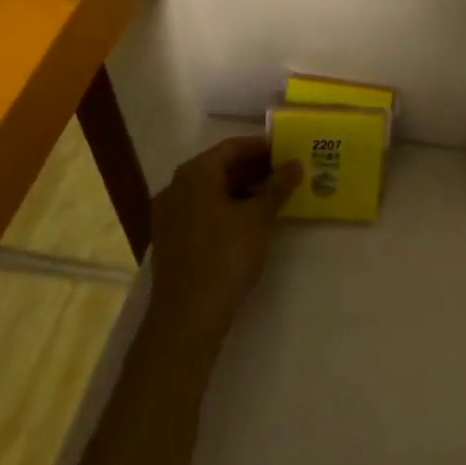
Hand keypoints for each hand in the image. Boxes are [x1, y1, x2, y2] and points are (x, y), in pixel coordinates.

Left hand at [145, 136, 300, 353]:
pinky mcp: (171, 238)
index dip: (261, 147)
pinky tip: (250, 219)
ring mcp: (170, 214)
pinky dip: (226, 207)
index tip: (287, 150)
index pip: (232, 147)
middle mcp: (177, 187)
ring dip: (241, 188)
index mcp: (195, 173)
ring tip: (273, 195)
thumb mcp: (258, 218)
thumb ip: (277, 186)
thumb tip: (295, 164)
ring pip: (211, 190)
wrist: (187, 317)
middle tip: (285, 172)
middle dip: (253, 168)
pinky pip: (202, 209)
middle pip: (219, 167)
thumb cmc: (225, 256)